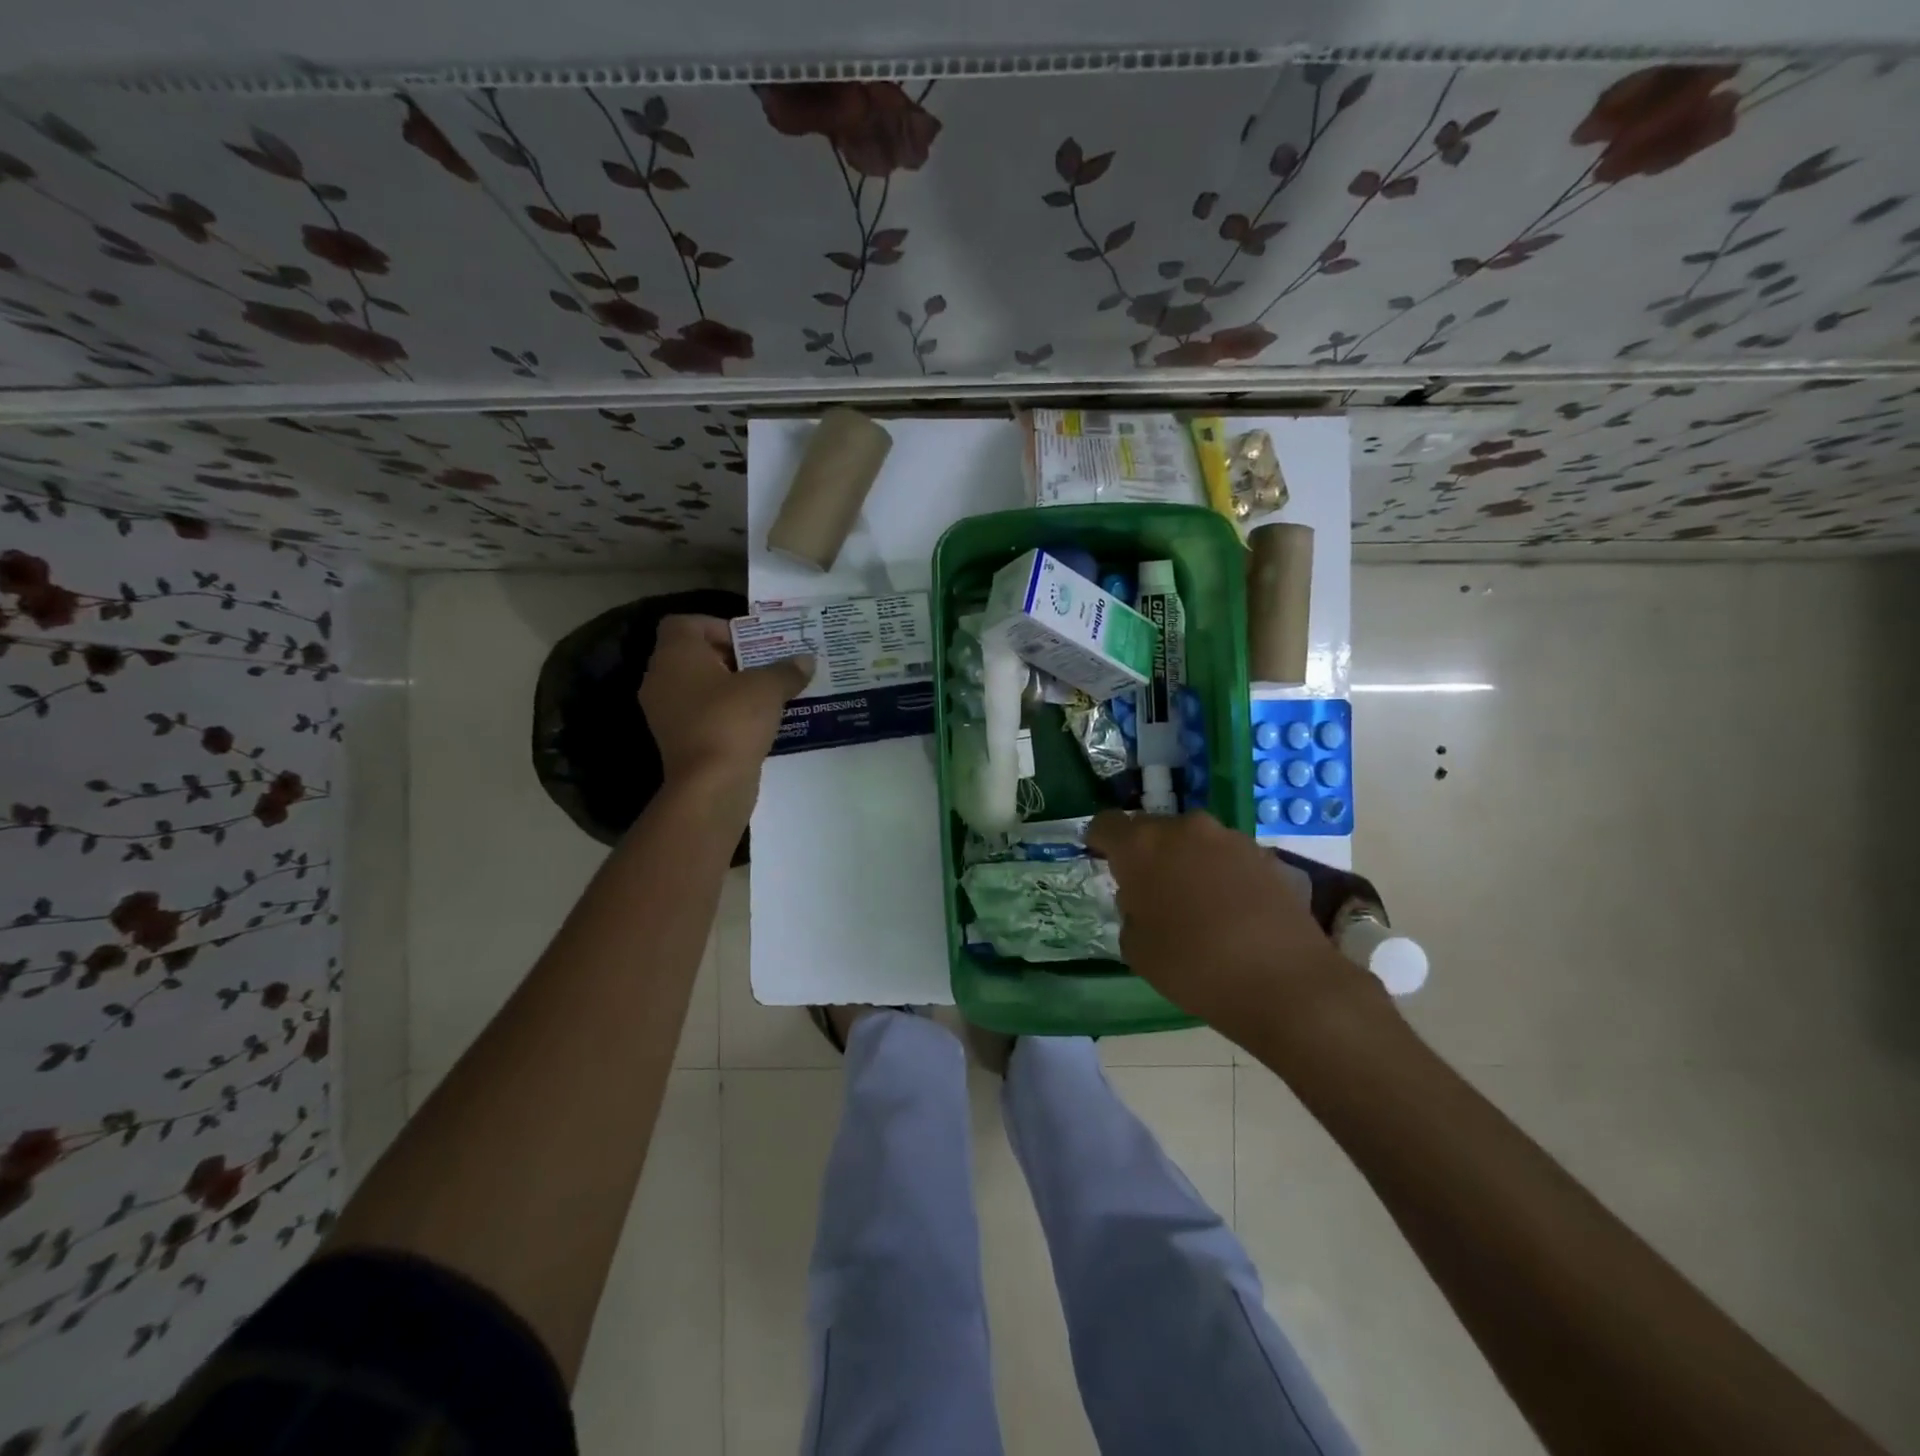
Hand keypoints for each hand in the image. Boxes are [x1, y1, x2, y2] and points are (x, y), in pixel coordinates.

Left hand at [639, 616, 812, 791]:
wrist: (710, 784)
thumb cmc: (732, 720)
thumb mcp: (768, 688)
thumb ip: (787, 670)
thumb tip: (806, 660)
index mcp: (675, 654)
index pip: (684, 623)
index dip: (717, 626)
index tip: (749, 643)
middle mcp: (661, 678)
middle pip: (693, 655)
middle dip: (730, 658)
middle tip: (765, 666)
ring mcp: (665, 712)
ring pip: (698, 687)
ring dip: (729, 688)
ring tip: (765, 694)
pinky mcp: (677, 740)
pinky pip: (701, 714)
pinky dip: (724, 713)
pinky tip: (755, 722)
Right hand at [1085, 809, 1373, 1040]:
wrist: (1285, 982)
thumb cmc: (1193, 966)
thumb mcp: (1136, 948)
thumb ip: (1130, 910)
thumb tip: (1144, 899)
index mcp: (1141, 845)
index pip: (1105, 824)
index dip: (1099, 841)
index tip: (1101, 860)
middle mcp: (1183, 828)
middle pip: (1151, 829)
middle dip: (1145, 853)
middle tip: (1148, 890)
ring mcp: (1229, 837)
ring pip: (1192, 841)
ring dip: (1184, 861)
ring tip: (1193, 902)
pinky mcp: (1265, 854)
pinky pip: (1226, 856)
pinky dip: (1219, 873)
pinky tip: (1229, 910)